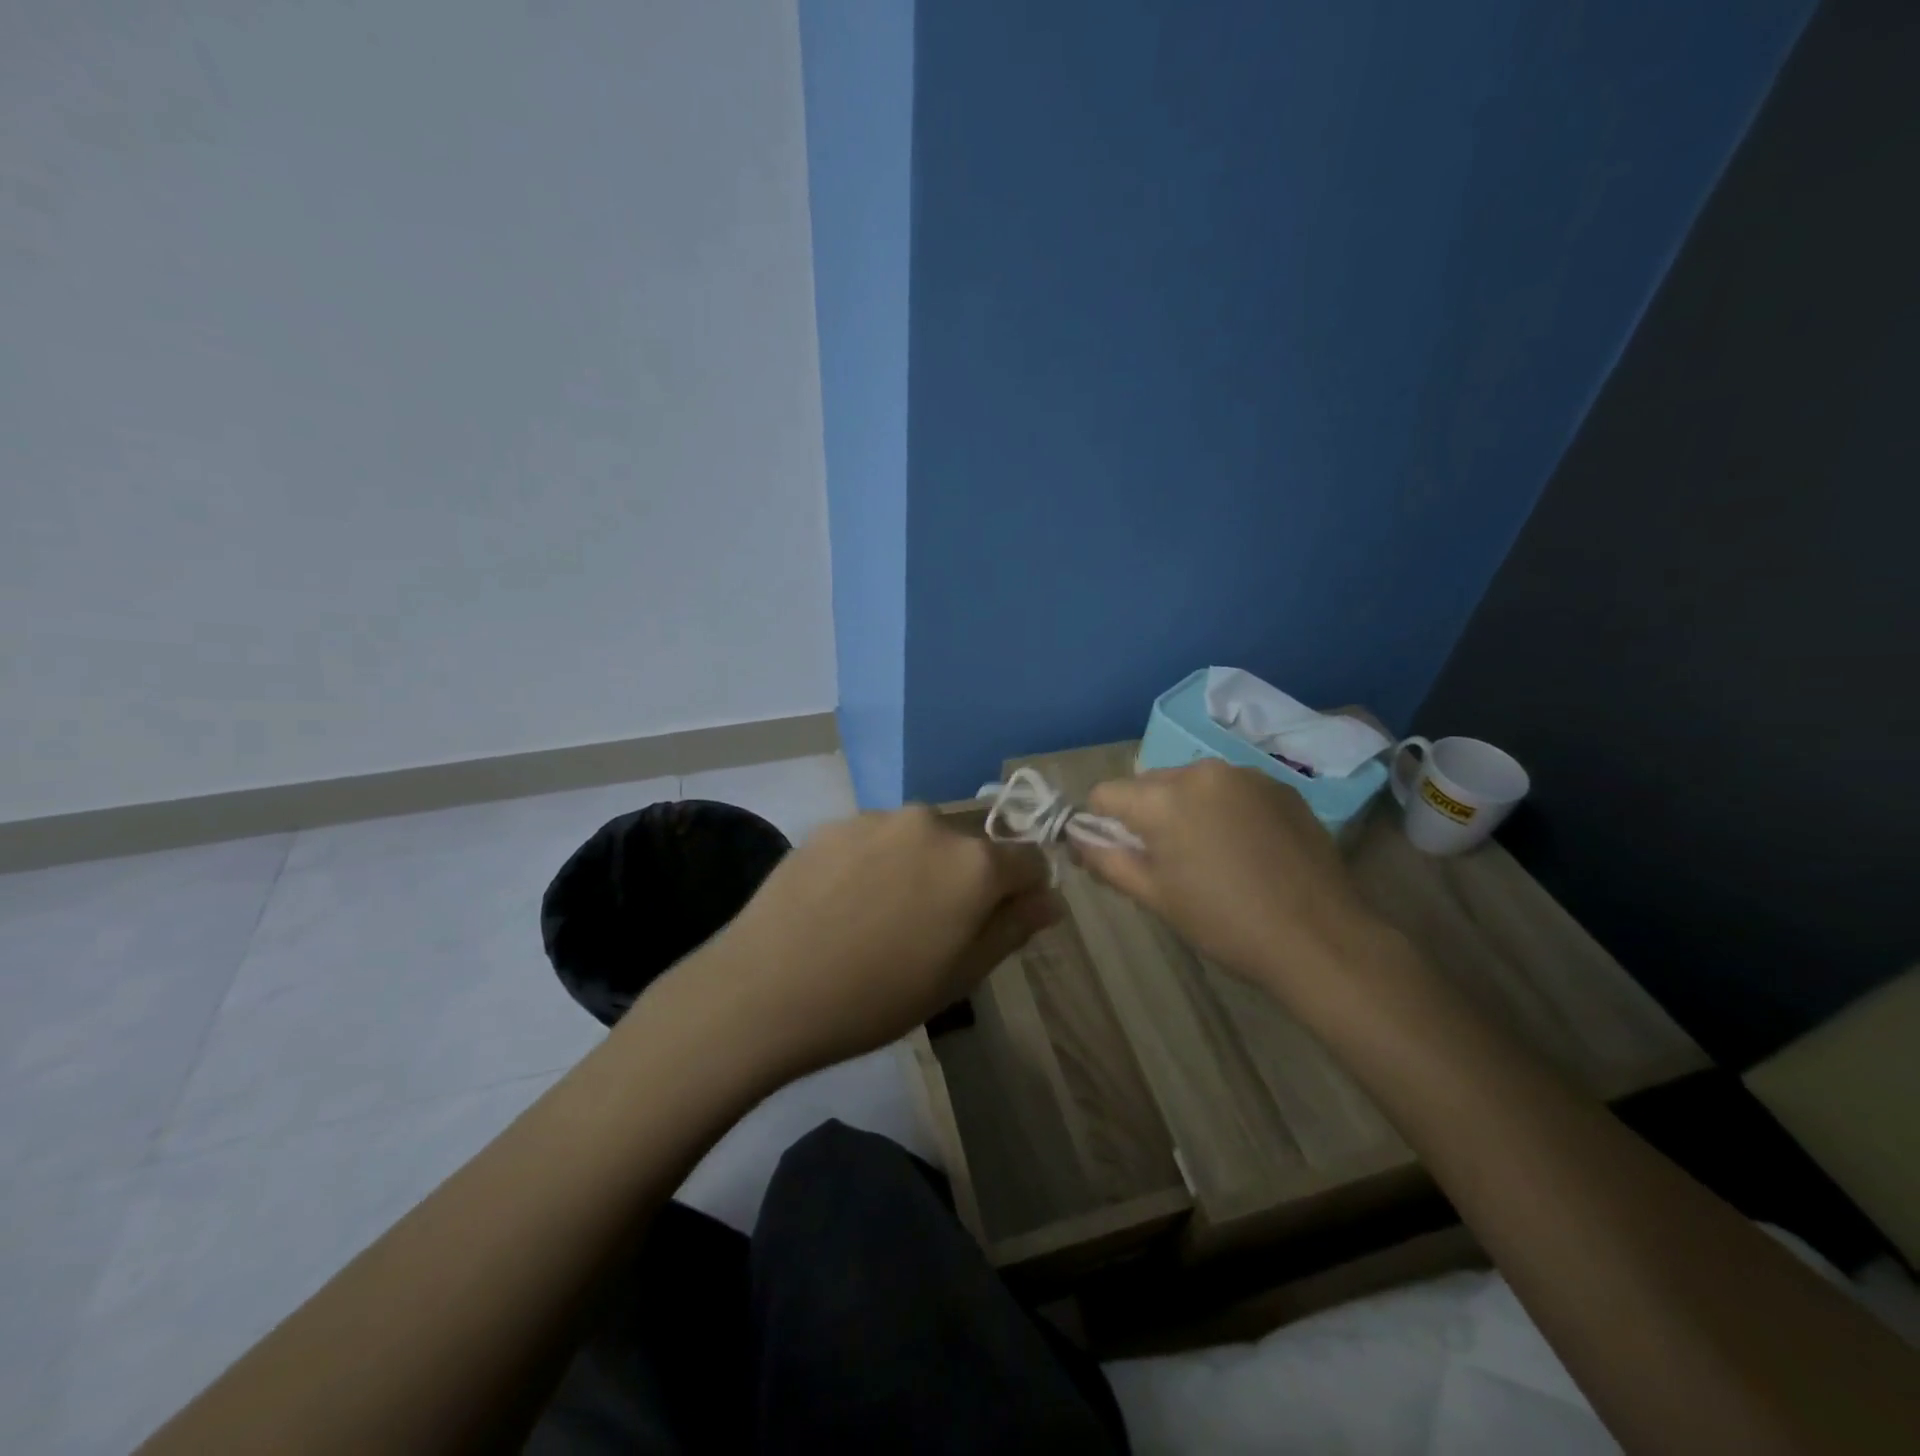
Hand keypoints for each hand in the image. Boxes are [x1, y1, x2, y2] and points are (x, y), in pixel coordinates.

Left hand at [707, 806, 1060, 1074]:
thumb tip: (1050, 899)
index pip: (1029, 859)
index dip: (1023, 891)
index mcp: (974, 862)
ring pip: (919, 840)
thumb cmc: (875, 997)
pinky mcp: (833, 823)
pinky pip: (874, 839)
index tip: (998, 922)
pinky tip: (840, 903)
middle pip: (970, 847)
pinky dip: (873, 863)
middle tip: (929, 929)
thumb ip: (1013, 928)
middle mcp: (931, 823)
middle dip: (965, 879)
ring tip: (877, 917)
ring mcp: (877, 818)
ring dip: (917, 867)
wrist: (764, 990)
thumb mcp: (959, 976)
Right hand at [1078, 759, 1387, 994]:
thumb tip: (1076, 837)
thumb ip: (1106, 860)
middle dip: (1145, 815)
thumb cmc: (1224, 922)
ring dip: (1185, 809)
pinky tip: (1246, 848)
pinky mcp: (1280, 786)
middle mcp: (1200, 771)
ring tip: (1210, 855)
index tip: (1117, 853)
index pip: (1105, 793)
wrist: (1320, 938)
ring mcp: (1245, 775)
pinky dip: (1224, 809)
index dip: (1100, 823)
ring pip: (1191, 784)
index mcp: (1163, 799)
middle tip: (1167, 861)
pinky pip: (1231, 789)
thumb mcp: (1154, 897)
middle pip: (1149, 784)